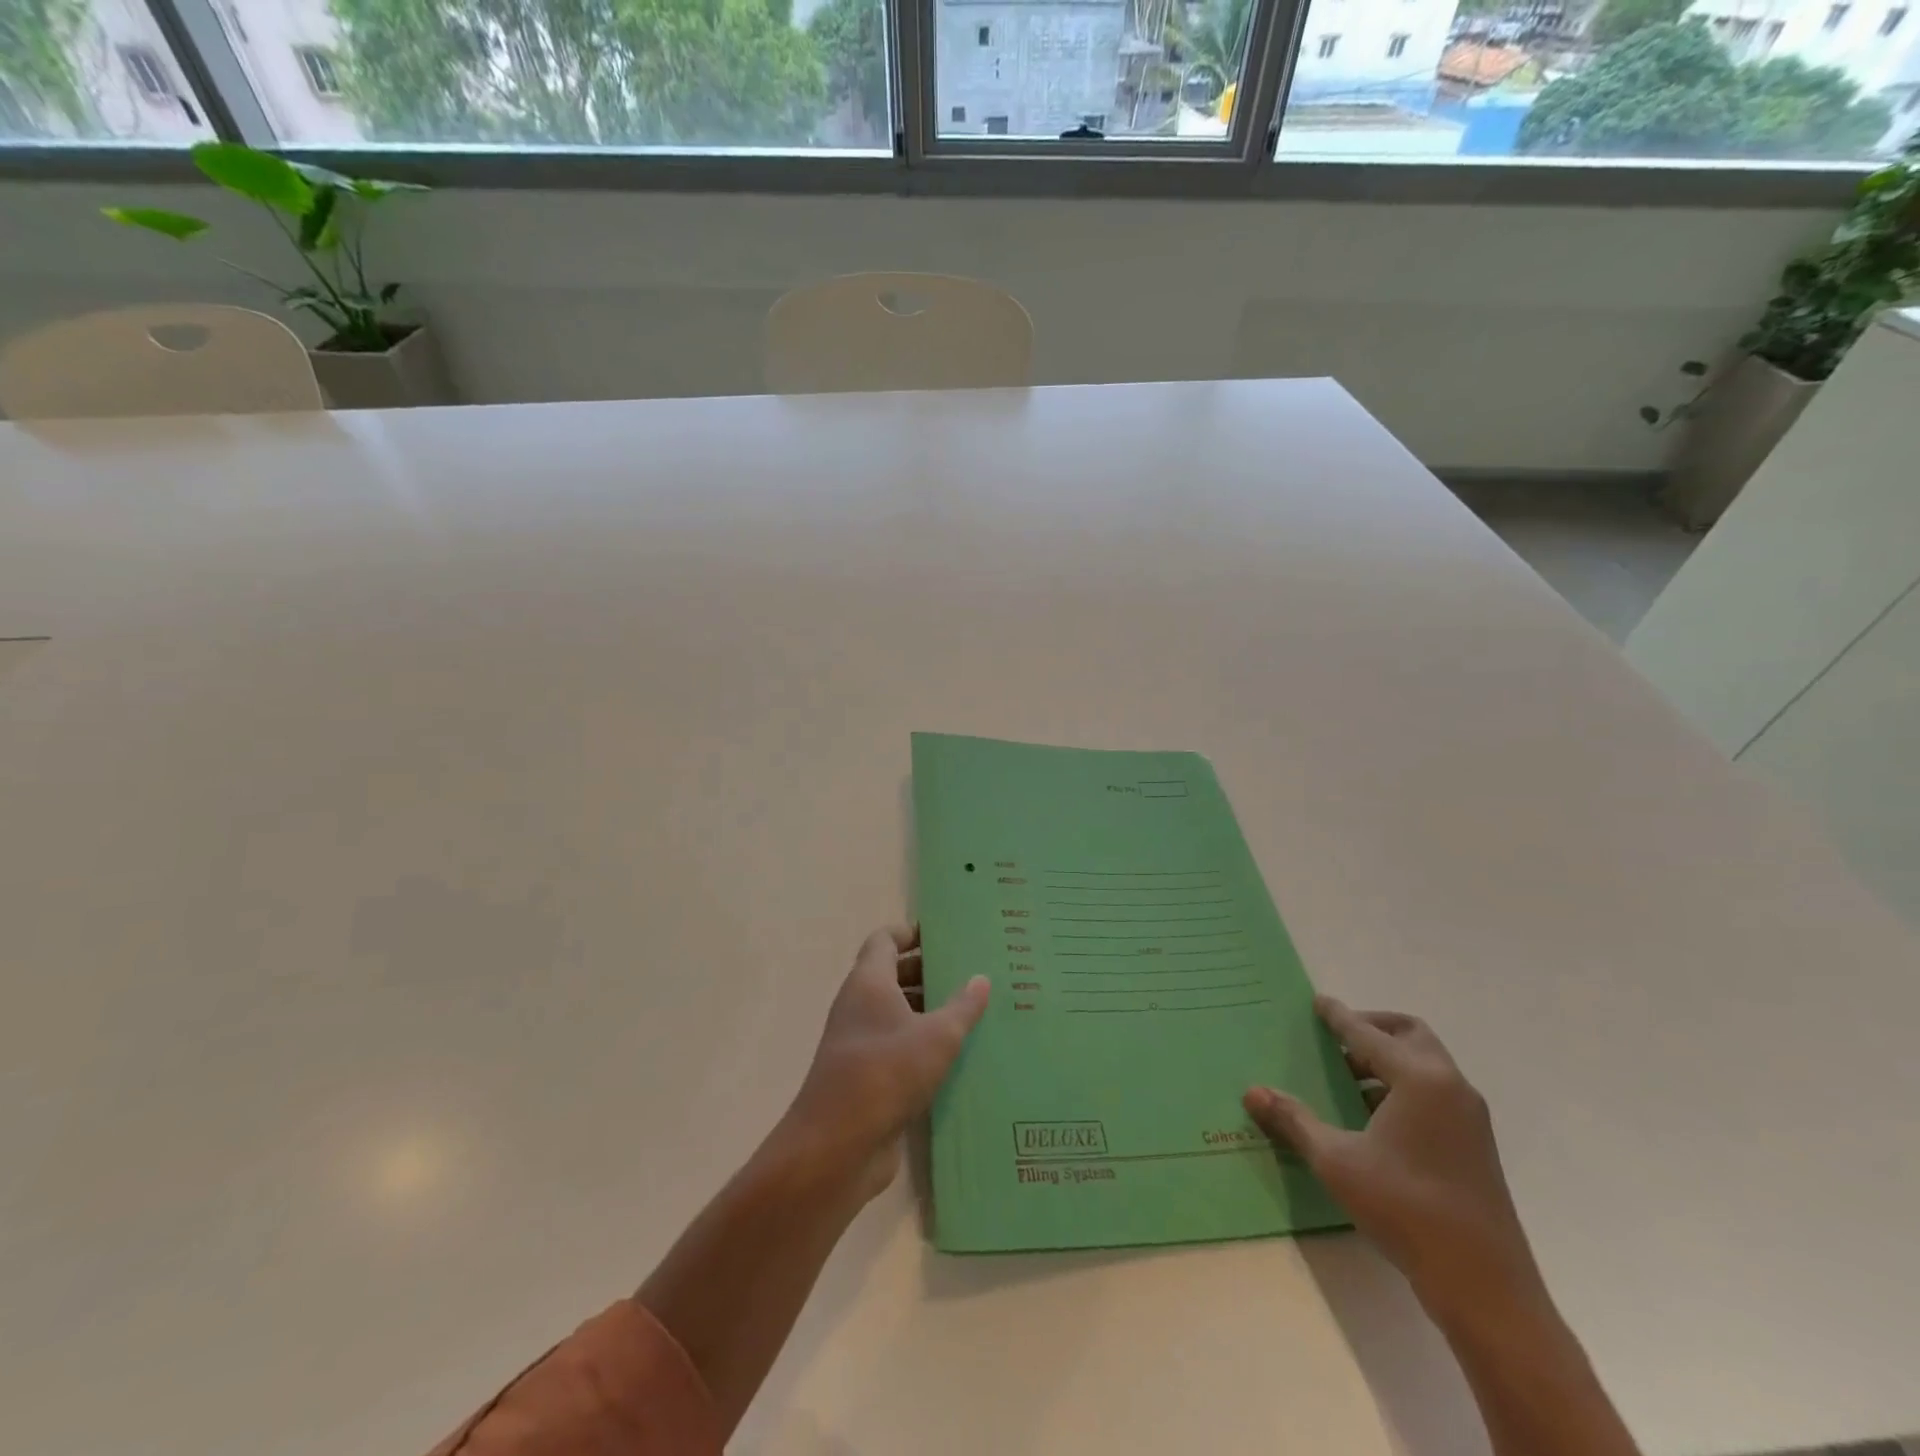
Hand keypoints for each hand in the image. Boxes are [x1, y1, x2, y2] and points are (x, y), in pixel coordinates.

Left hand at [783, 924, 989, 1201]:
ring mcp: (859, 1042)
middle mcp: (859, 1005)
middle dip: (927, 971)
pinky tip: (956, 1056)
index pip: (885, 939)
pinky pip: (897, 1047)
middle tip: (968, 972)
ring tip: (971, 1012)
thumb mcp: (937, 1036)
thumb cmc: (887, 1072)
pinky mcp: (865, 1077)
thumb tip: (981, 979)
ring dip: (927, 1010)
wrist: (838, 1144)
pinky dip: (921, 1045)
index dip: (911, 932)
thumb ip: (962, 1006)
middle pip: (892, 974)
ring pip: (896, 1013)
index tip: (944, 935)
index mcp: (869, 982)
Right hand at [1244, 997, 1542, 1323]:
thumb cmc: (1406, 1209)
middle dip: (1372, 1028)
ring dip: (1387, 1060)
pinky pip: (1434, 1092)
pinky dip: (1403, 1086)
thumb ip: (1294, 1121)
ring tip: (1346, 1080)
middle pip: (1410, 1034)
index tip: (1318, 1002)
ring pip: (1425, 1064)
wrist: (1485, 1287)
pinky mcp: (1474, 1145)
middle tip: (1336, 1038)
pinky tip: (1372, 1117)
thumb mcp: (1336, 1161)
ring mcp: (1469, 1117)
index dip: (1339, 1017)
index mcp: (1420, 1079)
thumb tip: (1252, 1092)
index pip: (1369, 1034)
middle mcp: (1450, 1086)